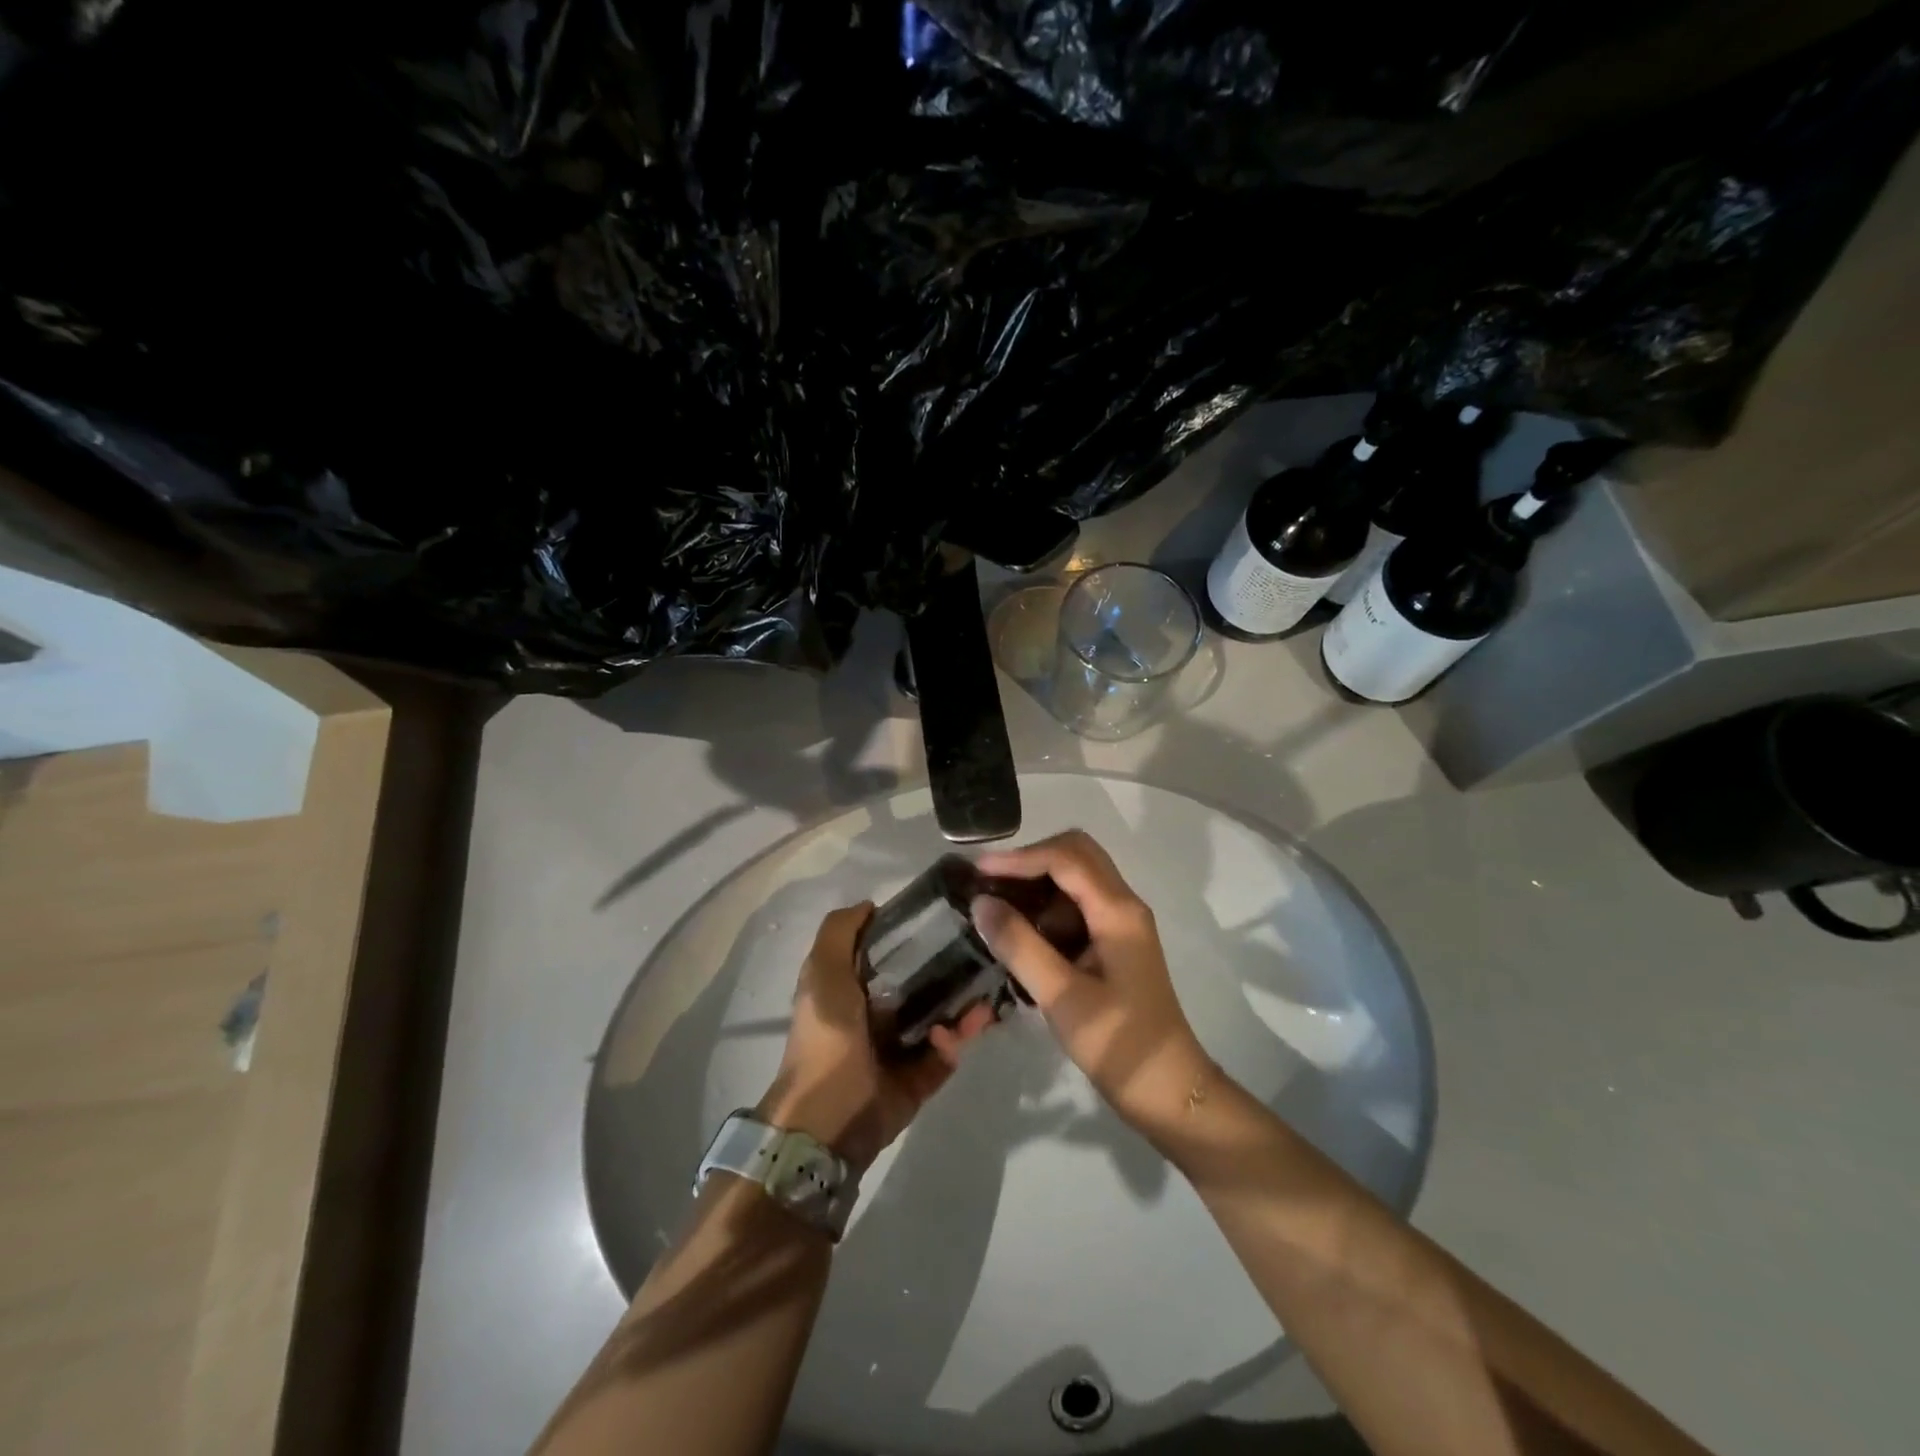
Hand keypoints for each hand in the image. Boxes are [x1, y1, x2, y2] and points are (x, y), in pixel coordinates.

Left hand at [759, 903, 993, 1173]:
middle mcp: (877, 1012)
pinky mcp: (919, 1076)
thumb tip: (871, 904)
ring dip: (965, 1005)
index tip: (947, 917)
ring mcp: (900, 1047)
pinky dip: (960, 1037)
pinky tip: (969, 1025)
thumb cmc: (826, 1035)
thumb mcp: (822, 971)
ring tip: (986, 995)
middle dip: (952, 969)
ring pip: (942, 1015)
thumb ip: (840, 932)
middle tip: (983, 953)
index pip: (888, 951)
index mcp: (852, 987)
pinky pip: (948, 1051)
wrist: (829, 1117)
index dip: (914, 934)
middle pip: (922, 981)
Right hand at [972, 831, 1210, 1141]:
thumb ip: (1020, 945)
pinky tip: (1022, 935)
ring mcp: (1121, 924)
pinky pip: (1078, 907)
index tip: (978, 872)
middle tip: (990, 884)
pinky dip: (1047, 909)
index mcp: (1118, 911)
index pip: (1066, 858)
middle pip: (1076, 855)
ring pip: (1077, 879)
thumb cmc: (1118, 1043)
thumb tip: (980, 903)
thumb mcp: (1062, 996)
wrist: (1169, 1091)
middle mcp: (1123, 905)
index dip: (1020, 858)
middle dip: (1030, 861)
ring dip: (1038, 884)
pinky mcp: (1115, 944)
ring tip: (998, 908)